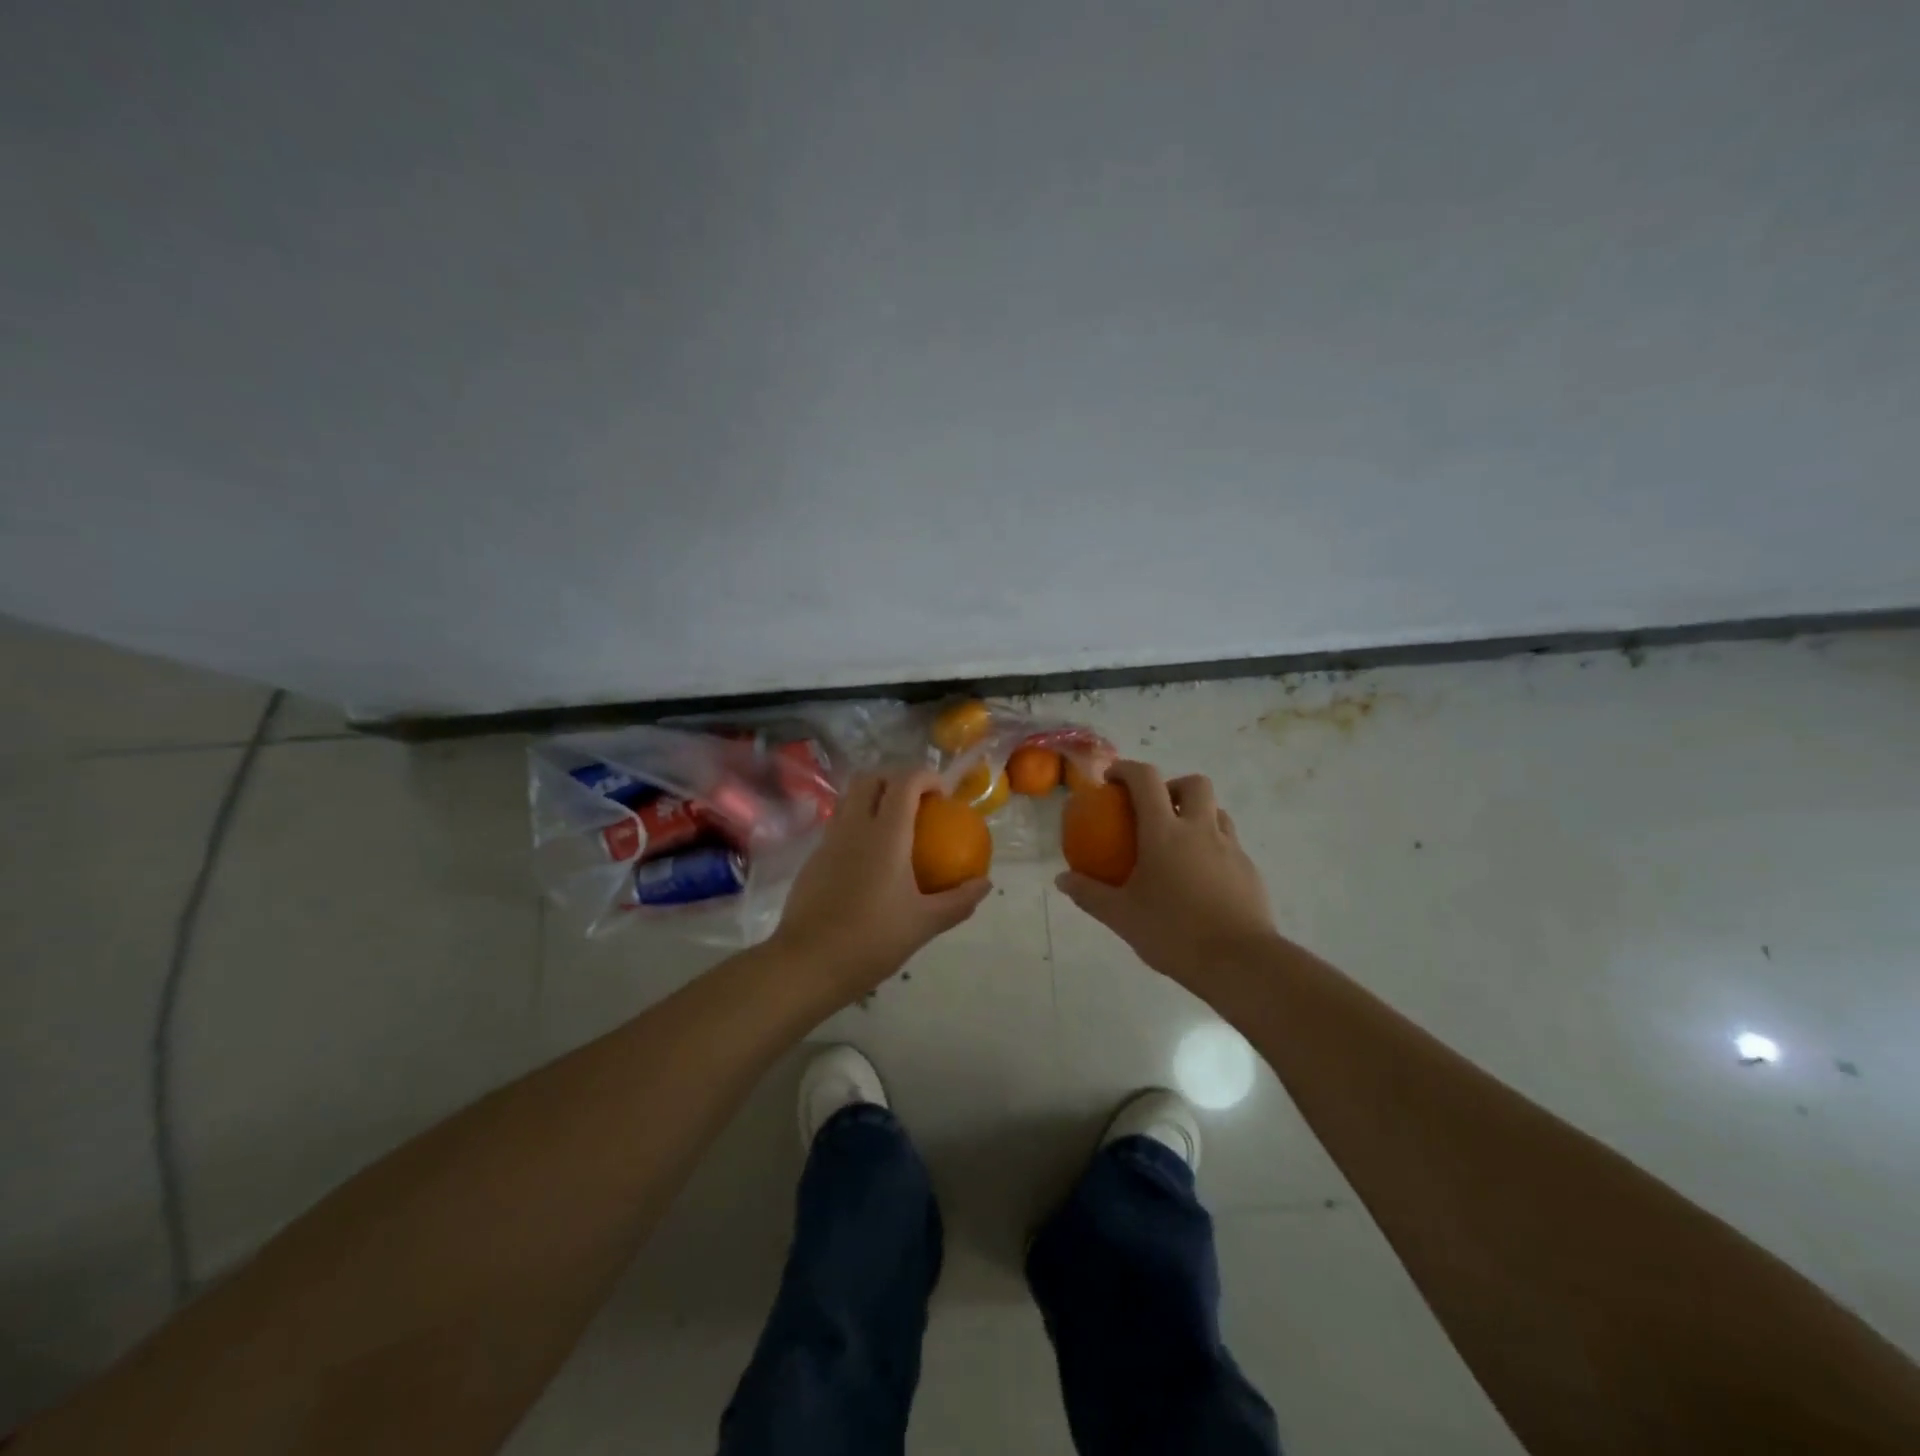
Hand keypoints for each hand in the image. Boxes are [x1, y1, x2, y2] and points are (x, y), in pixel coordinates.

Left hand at [770, 768, 991, 1004]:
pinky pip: (838, 825)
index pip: (904, 782)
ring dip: (873, 798)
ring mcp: (828, 841)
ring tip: (894, 824)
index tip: (943, 795)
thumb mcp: (924, 924)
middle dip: (896, 778)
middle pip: (870, 778)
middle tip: (918, 802)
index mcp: (885, 835)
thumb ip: (958, 901)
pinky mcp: (813, 859)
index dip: (926, 777)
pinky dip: (857, 824)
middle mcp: (854, 827)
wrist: (808, 964)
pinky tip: (870, 858)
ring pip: (849, 798)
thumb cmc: (871, 940)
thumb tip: (984, 884)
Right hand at [1054, 761, 1278, 987]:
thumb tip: (1063, 879)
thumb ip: (1089, 894)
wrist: (1240, 963)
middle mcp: (1200, 830)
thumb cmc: (1174, 932)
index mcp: (1165, 832)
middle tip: (1154, 810)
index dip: (1126, 770)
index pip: (1146, 780)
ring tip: (1178, 844)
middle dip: (1172, 787)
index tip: (1112, 780)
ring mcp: (1230, 849)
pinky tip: (1200, 879)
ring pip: (1217, 812)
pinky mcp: (1250, 871)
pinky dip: (1212, 847)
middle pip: (1194, 784)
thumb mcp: (1121, 916)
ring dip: (1196, 815)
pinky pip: (1229, 844)